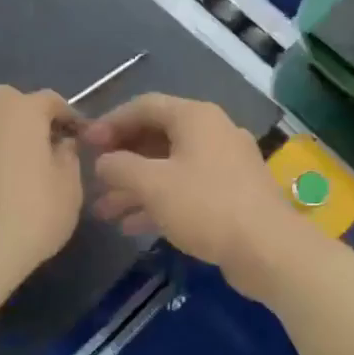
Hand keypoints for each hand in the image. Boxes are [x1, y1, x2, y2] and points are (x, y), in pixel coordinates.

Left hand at [0, 86, 82, 282]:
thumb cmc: (34, 212)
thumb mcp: (70, 185)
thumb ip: (68, 155)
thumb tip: (61, 144)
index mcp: (21, 111)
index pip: (50, 100)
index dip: (68, 116)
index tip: (80, 136)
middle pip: (10, 102)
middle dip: (28, 116)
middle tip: (45, 145)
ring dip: (3, 136)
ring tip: (18, 167)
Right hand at [84, 94, 313, 298]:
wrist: (268, 248)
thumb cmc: (206, 205)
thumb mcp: (153, 184)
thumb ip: (120, 166)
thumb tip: (103, 161)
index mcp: (196, 117)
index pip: (144, 106)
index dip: (110, 122)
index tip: (84, 144)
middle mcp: (212, 133)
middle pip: (157, 136)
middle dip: (122, 159)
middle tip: (93, 177)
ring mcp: (225, 164)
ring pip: (170, 167)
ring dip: (136, 186)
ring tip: (104, 211)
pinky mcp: (231, 194)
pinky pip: (186, 189)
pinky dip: (159, 202)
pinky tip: (131, 226)